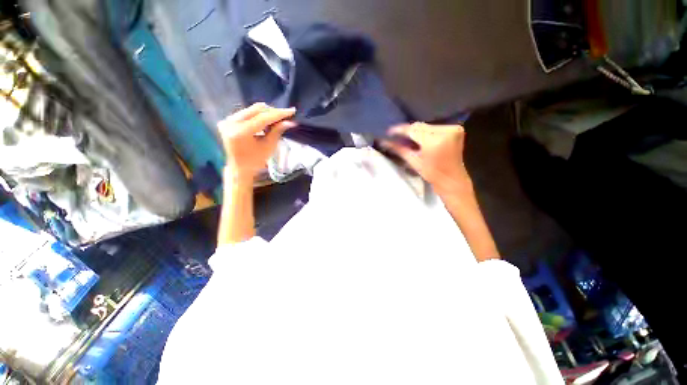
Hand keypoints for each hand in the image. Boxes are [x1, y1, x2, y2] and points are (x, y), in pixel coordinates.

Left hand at [218, 103, 295, 181]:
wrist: (239, 168)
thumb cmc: (255, 161)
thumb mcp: (269, 146)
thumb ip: (277, 131)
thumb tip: (290, 122)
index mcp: (240, 132)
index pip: (262, 118)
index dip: (278, 114)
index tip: (292, 110)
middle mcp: (231, 122)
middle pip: (256, 110)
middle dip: (272, 112)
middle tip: (285, 115)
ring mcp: (227, 120)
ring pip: (251, 110)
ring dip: (265, 113)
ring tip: (277, 120)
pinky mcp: (227, 120)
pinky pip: (246, 113)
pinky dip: (257, 116)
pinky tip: (266, 121)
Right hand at [383, 122, 471, 194]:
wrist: (451, 178)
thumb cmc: (431, 173)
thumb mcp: (413, 161)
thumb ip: (399, 149)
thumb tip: (383, 142)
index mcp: (435, 141)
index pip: (413, 130)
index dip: (400, 130)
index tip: (389, 131)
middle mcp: (446, 131)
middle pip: (420, 127)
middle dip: (408, 131)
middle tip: (396, 135)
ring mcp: (453, 129)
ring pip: (426, 126)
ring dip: (416, 131)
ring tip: (406, 137)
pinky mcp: (456, 129)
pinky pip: (435, 127)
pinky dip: (426, 131)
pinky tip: (419, 138)